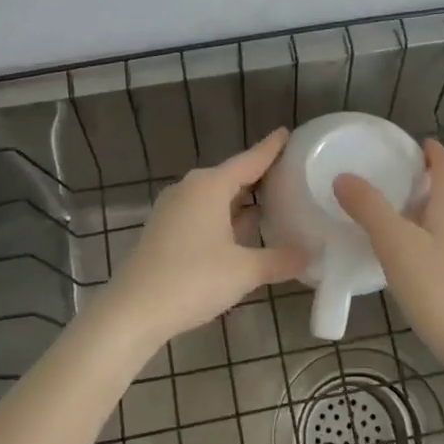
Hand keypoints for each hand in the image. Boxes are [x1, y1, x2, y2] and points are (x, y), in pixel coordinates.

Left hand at [96, 130, 307, 349]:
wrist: (133, 311)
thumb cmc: (193, 280)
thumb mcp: (245, 271)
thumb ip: (280, 260)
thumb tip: (309, 255)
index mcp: (210, 186)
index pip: (249, 160)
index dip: (271, 148)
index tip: (286, 132)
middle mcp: (189, 189)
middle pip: (231, 176)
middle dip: (259, 176)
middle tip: (290, 174)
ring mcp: (173, 210)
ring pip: (215, 197)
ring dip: (241, 201)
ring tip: (273, 202)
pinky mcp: (164, 231)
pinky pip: (202, 214)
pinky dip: (225, 217)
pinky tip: (242, 232)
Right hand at [334, 139, 443, 380]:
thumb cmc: (442, 293)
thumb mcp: (396, 248)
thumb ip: (370, 210)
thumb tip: (345, 177)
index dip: (432, 152)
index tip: (416, 146)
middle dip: (427, 187)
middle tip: (394, 190)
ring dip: (432, 218)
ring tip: (401, 230)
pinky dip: (440, 245)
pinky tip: (423, 269)